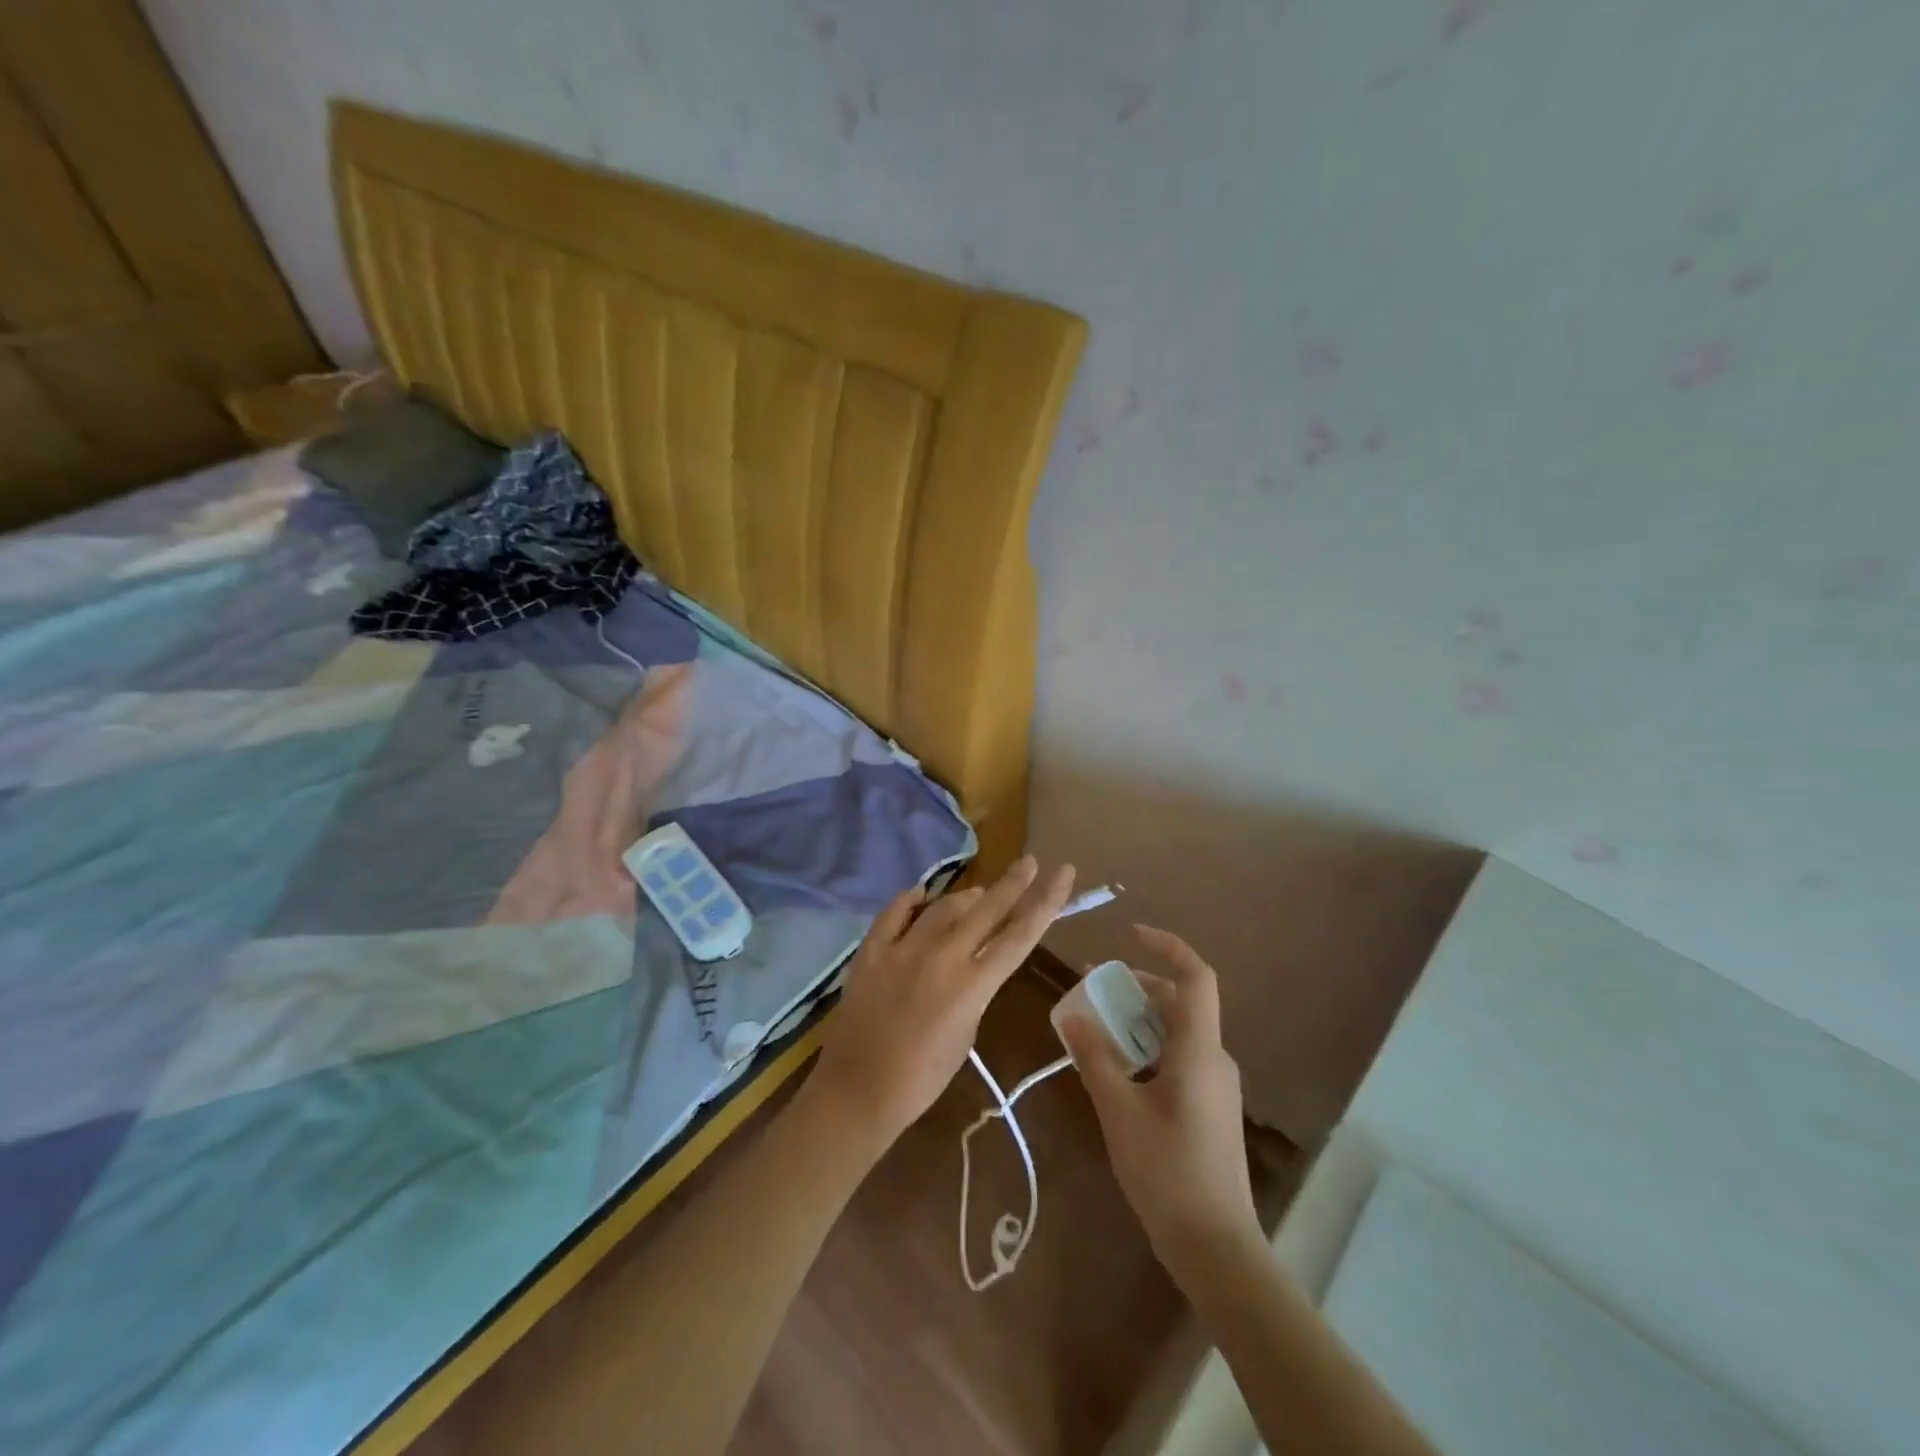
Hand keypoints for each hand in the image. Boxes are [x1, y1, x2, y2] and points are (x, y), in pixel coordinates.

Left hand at [808, 856, 1076, 1154]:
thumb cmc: (922, 1077)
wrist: (859, 1090)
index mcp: (973, 984)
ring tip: (978, 895)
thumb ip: (977, 988)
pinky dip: (911, 900)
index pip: (1020, 934)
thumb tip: (976, 960)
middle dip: (1013, 882)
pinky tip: (921, 894)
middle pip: (987, 908)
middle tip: (1028, 861)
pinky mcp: (872, 949)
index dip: (1046, 900)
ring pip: (944, 906)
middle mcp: (943, 956)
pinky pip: (896, 911)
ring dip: (966, 898)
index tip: (1063, 871)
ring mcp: (904, 948)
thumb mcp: (967, 1032)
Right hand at [1061, 925, 1262, 1289]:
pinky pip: (1179, 1058)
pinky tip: (1117, 1070)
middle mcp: (1214, 1058)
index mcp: (1198, 1050)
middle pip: (1181, 1003)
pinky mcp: (1210, 1107)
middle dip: (1138, 987)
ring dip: (1139, 1020)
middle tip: (1094, 987)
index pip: (1196, 977)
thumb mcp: (1119, 1111)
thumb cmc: (1167, 1172)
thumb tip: (1072, 1015)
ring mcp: (1216, 1085)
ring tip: (1097, 1027)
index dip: (1167, 947)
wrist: (1215, 1246)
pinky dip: (1148, 1048)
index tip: (1130, 935)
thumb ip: (1095, 1058)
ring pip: (1178, 1032)